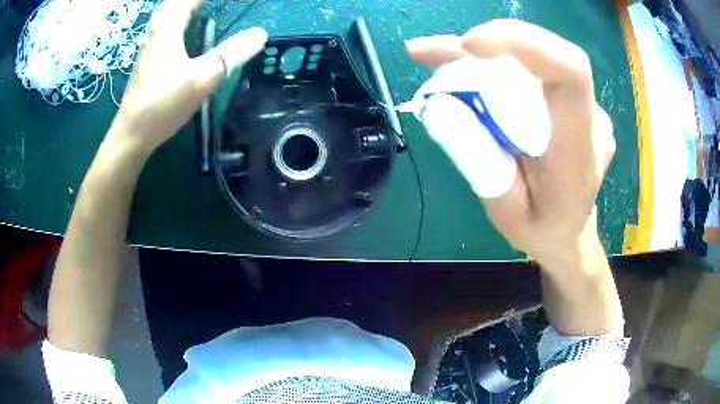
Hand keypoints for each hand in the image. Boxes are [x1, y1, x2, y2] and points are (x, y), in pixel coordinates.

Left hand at [108, 0, 267, 155]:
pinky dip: (175, 23)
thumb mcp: (202, 78)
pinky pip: (162, 31)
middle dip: (189, 2)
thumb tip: (260, 34)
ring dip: (180, 9)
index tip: (223, 1)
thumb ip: (231, 54)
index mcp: (167, 29)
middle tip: (207, 4)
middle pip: (171, 5)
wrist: (132, 135)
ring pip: (164, 17)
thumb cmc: (163, 103)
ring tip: (198, 10)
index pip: (187, 0)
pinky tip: (181, 35)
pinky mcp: (147, 64)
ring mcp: (148, 49)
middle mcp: (155, 33)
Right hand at [406, 20, 615, 264]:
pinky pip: (535, 68)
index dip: (523, 44)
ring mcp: (584, 106)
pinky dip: (496, 60)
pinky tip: (462, 62)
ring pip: (537, 57)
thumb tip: (438, 105)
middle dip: (489, 42)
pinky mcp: (571, 100)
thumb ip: (478, 162)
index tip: (469, 46)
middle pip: (547, 55)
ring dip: (485, 51)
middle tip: (432, 53)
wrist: (570, 230)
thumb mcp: (505, 212)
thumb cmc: (541, 229)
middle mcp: (590, 119)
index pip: (570, 74)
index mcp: (579, 152)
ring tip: (435, 57)